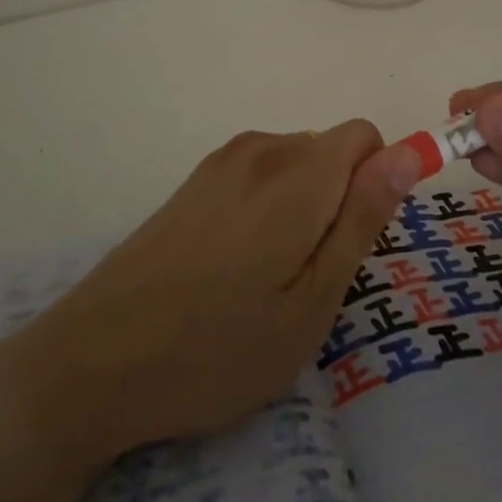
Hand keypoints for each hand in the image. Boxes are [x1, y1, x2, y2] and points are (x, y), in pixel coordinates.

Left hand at [0, 121, 419, 472]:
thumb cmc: (217, 348)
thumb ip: (363, 218)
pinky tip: (232, 268)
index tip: (353, 245)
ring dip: (302, 207)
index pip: (366, 137)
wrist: (93, 363)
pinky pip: (257, 175)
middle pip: (330, 150)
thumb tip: (408, 153)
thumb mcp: (312, 302)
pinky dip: (267, 208)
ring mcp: (220, 163)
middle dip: (339, 200)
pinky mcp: (193, 181)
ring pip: (294, 164)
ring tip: (268, 281)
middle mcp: (260, 150)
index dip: (376, 184)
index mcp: (297, 173)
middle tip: (308, 279)